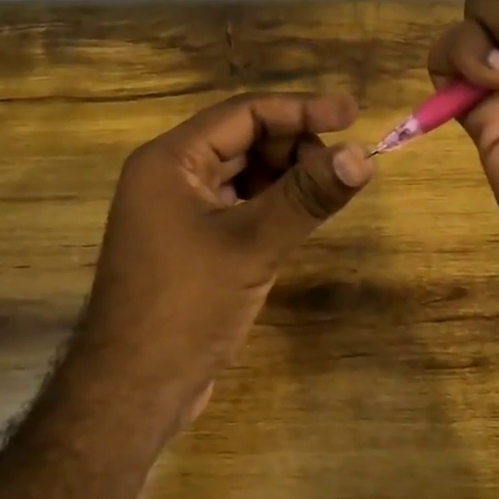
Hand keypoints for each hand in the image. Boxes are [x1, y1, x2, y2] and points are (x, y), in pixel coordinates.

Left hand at [70, 92, 373, 444]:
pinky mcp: (190, 243)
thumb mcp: (253, 245)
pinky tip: (301, 217)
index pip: (244, 113)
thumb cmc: (186, 306)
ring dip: (286, 176)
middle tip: (342, 168)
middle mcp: (170, 177)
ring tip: (327, 193)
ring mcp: (178, 212)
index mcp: (170, 161)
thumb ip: (307, 196)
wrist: (135, 389)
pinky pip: (238, 206)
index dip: (301, 109)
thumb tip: (363, 155)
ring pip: (243, 174)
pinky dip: (271, 205)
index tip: (353, 113)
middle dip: (295, 146)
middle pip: (243, 139)